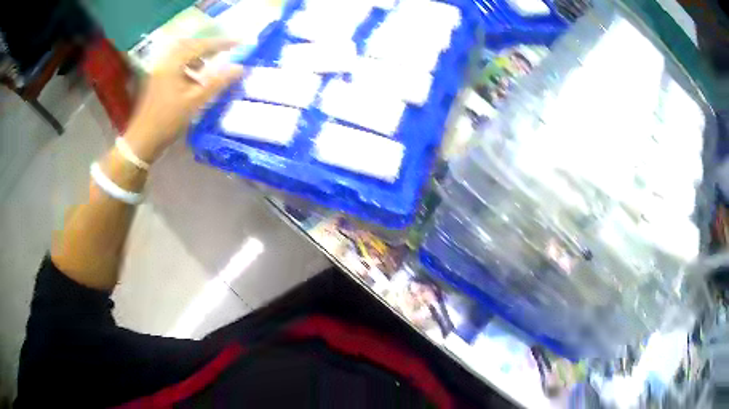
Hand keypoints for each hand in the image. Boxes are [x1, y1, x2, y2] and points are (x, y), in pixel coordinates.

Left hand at [124, 39, 244, 163]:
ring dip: (199, 55)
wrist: (141, 142)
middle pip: (190, 45)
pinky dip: (189, 65)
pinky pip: (176, 64)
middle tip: (226, 49)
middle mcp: (165, 62)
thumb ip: (218, 83)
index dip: (222, 43)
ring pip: (182, 54)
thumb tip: (240, 68)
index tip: (239, 42)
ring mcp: (159, 71)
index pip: (201, 45)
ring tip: (212, 63)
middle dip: (209, 45)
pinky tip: (195, 76)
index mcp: (173, 64)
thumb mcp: (195, 102)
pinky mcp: (157, 80)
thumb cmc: (167, 122)